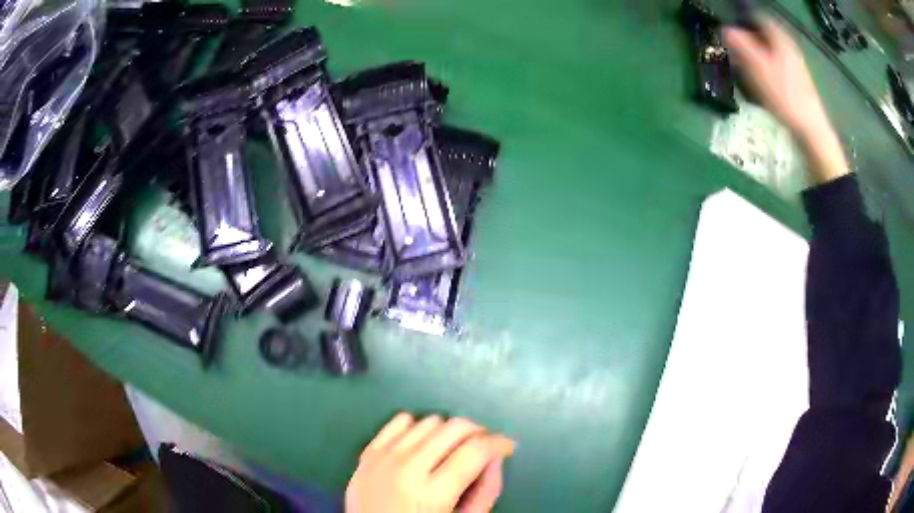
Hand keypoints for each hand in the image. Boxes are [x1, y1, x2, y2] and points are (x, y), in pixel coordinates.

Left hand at [346, 413, 515, 512]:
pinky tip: (424, 443)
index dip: (499, 443)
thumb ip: (485, 493)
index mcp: (432, 493)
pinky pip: (399, 420)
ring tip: (454, 449)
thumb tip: (497, 457)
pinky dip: (418, 426)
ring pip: (429, 421)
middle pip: (454, 428)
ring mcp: (383, 458)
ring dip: (449, 431)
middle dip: (479, 432)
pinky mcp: (368, 452)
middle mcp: (406, 469)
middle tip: (484, 447)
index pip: (476, 451)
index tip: (507, 447)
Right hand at [724, 18, 829, 139]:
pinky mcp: (799, 81)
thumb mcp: (758, 67)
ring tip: (748, 66)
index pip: (758, 17)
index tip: (732, 28)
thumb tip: (725, 29)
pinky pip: (779, 65)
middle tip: (737, 48)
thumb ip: (741, 45)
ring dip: (759, 54)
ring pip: (772, 50)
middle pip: (766, 34)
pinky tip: (764, 81)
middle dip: (750, 38)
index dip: (743, 19)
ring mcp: (796, 65)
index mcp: (780, 38)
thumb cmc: (784, 95)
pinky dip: (768, 67)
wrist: (810, 129)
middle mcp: (789, 47)